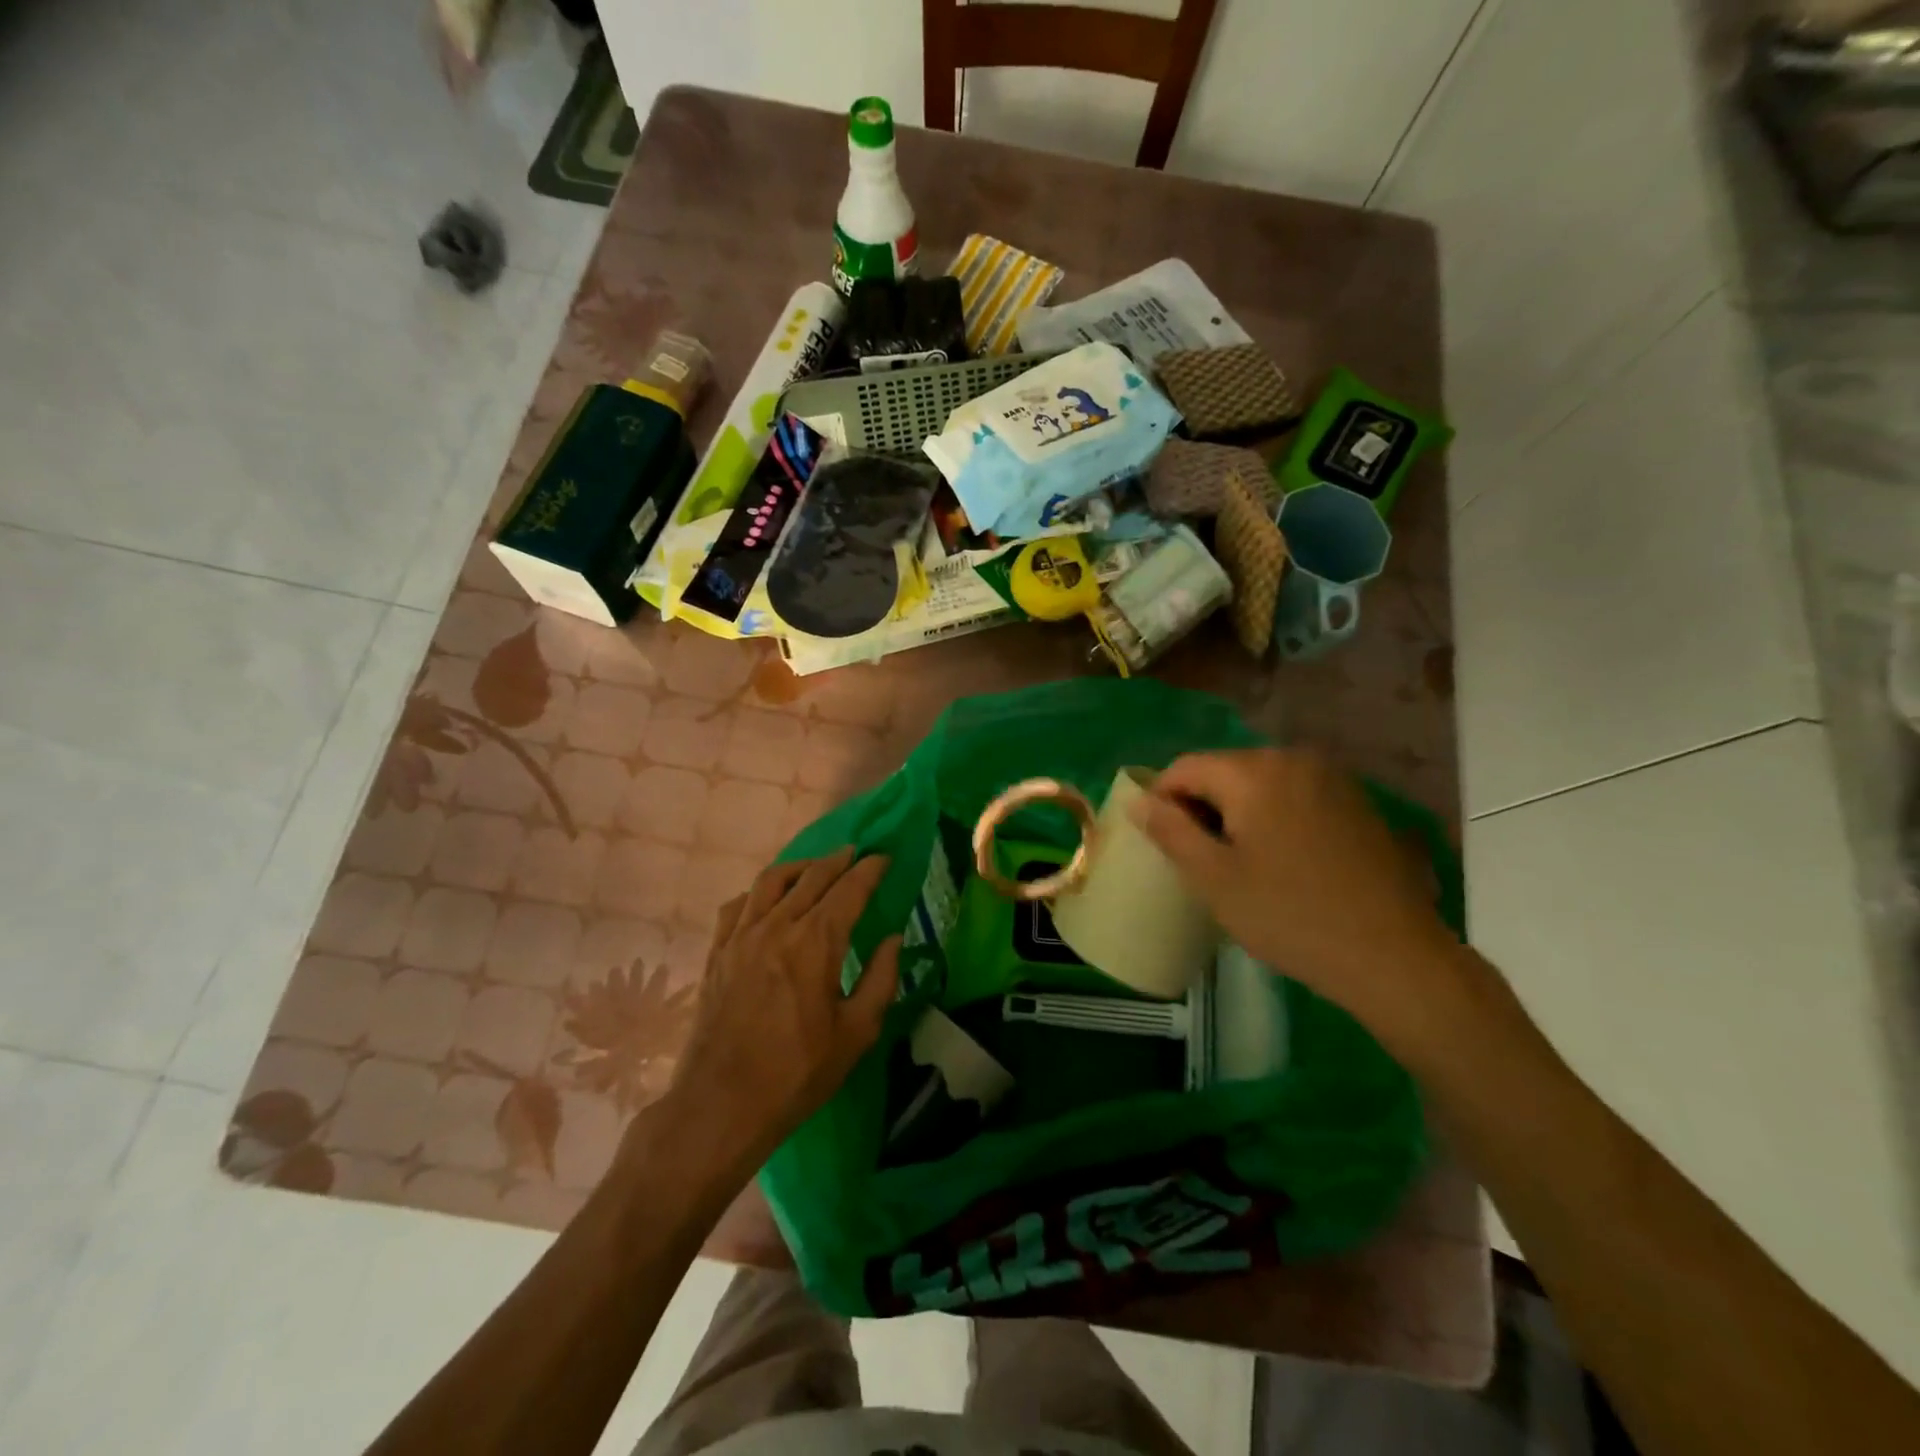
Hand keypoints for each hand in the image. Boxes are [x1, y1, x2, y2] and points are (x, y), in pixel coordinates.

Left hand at [669, 848, 899, 1162]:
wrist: (722, 1104)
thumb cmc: (797, 1072)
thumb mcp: (856, 1032)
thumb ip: (881, 979)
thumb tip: (893, 939)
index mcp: (816, 942)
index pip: (849, 889)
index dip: (870, 870)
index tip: (884, 858)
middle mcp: (777, 925)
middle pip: (812, 876)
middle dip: (839, 860)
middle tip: (856, 853)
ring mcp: (741, 935)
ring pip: (771, 880)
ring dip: (799, 866)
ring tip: (815, 867)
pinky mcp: (717, 952)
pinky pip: (738, 904)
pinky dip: (758, 891)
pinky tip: (767, 899)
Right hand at [1129, 748, 1456, 1037]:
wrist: (1394, 956)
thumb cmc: (1290, 916)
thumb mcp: (1214, 878)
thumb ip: (1170, 831)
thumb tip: (1138, 800)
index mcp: (1254, 771)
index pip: (1185, 767)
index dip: (1162, 800)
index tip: (1163, 844)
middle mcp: (1294, 759)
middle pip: (1225, 771)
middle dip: (1202, 807)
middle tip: (1201, 859)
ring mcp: (1332, 778)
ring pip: (1261, 783)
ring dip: (1239, 813)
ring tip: (1241, 863)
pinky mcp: (1358, 802)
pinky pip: (1296, 796)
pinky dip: (1275, 817)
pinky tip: (1285, 862)